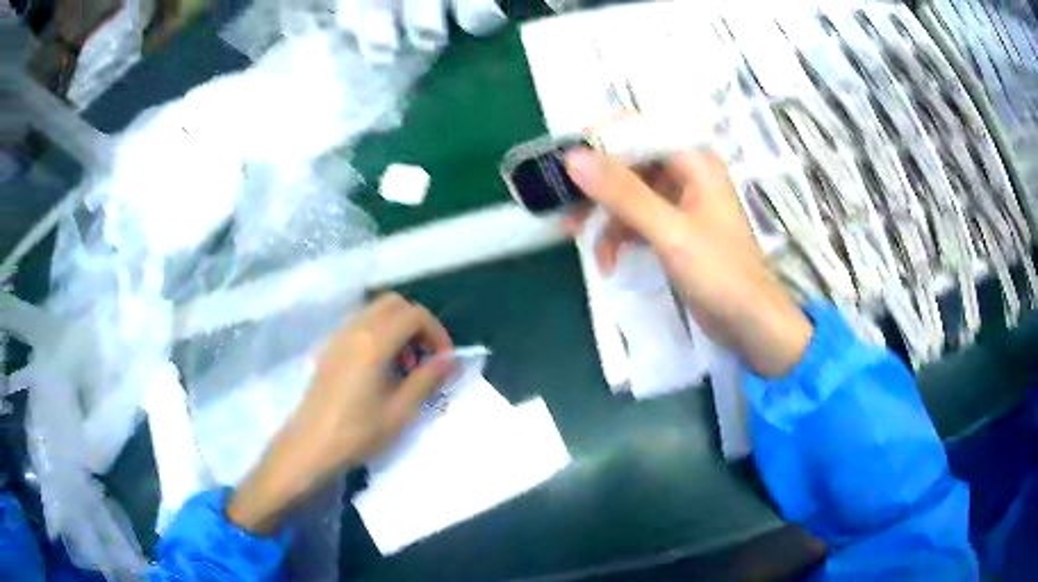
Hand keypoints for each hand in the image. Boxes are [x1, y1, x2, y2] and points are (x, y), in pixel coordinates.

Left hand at [227, 293, 453, 533]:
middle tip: (426, 357)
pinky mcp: (329, 348)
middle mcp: (355, 329)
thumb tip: (450, 360)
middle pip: (394, 303)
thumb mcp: (399, 411)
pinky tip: (381, 369)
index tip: (444, 360)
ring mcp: (338, 336)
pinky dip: (379, 333)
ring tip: (405, 366)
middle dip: (417, 324)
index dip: (436, 332)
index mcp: (374, 342)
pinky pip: (360, 324)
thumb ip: (427, 379)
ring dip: (397, 327)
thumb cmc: (356, 433)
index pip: (414, 315)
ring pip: (375, 312)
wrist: (310, 446)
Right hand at [564, 149, 812, 377]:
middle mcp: (685, 173)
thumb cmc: (720, 273)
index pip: (636, 130)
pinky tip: (609, 261)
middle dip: (595, 188)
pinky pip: (637, 219)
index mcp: (692, 160)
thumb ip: (623, 193)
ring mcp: (680, 202)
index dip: (598, 141)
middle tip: (564, 209)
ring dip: (604, 218)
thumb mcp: (669, 232)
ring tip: (581, 241)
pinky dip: (619, 237)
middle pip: (628, 163)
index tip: (563, 163)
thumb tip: (573, 157)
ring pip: (628, 194)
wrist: (750, 324)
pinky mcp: (674, 229)